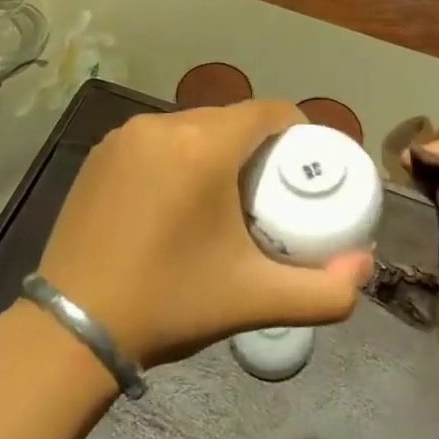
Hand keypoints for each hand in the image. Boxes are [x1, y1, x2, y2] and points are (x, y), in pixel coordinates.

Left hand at [37, 101, 372, 369]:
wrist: (73, 326)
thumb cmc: (170, 303)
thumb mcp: (254, 300)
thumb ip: (323, 292)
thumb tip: (364, 268)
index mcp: (204, 146)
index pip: (268, 112)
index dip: (295, 131)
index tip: (302, 166)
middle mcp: (164, 124)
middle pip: (229, 118)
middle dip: (255, 145)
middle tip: (265, 191)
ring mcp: (126, 134)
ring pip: (191, 126)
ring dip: (214, 148)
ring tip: (221, 196)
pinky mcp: (101, 151)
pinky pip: (156, 138)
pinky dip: (176, 154)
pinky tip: (172, 198)